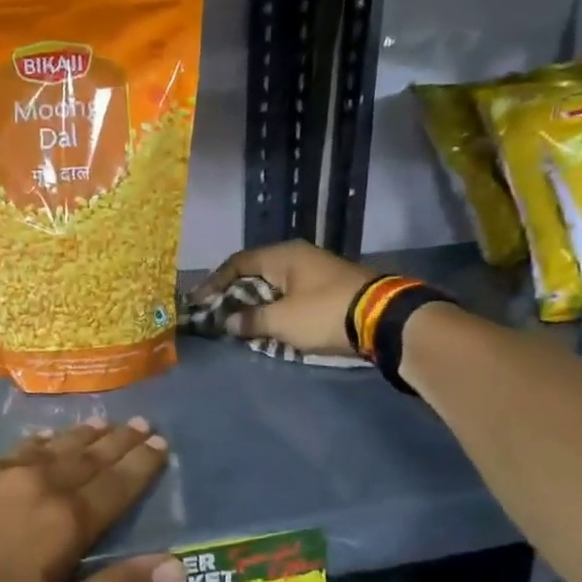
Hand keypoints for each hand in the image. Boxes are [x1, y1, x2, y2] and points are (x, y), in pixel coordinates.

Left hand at [0, 417, 183, 581]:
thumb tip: (175, 563)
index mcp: (64, 524)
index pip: (116, 486)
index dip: (141, 466)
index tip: (161, 445)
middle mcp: (36, 486)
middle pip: (87, 458)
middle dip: (118, 443)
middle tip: (141, 425)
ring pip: (51, 448)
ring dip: (81, 437)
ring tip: (103, 424)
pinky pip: (14, 450)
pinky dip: (38, 442)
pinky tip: (42, 438)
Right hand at [196, 240, 375, 355]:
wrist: (383, 319)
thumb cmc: (324, 312)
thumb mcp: (281, 320)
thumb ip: (250, 320)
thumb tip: (229, 322)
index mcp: (282, 255)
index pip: (237, 263)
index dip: (214, 283)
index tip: (199, 302)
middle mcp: (297, 257)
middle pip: (254, 273)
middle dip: (233, 295)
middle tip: (217, 316)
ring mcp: (314, 272)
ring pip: (273, 287)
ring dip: (255, 305)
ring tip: (239, 325)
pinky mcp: (328, 289)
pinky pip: (290, 296)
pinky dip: (274, 310)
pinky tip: (268, 326)